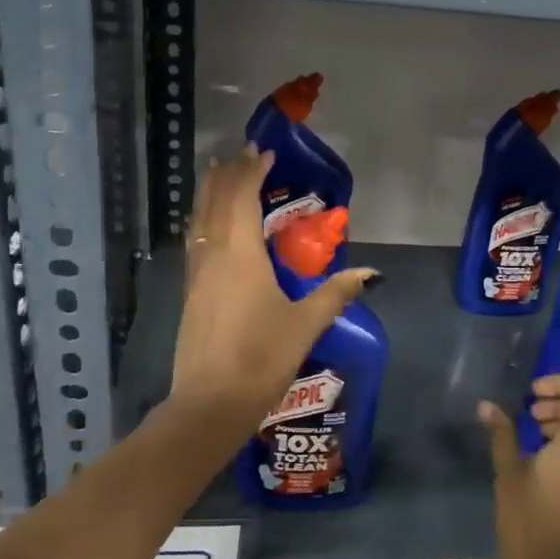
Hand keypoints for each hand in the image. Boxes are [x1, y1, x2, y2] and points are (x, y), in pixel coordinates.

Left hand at [165, 147, 376, 440]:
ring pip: (199, 220)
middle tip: (243, 156)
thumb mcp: (305, 325)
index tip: (265, 153)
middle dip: (227, 175)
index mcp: (240, 254)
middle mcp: (213, 255)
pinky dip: (204, 221)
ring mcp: (196, 275)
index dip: (251, 171)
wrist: (209, 405)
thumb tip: (369, 272)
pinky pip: (195, 241)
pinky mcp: (190, 294)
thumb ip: (336, 293)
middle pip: (214, 201)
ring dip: (210, 195)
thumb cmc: (261, 358)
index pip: (241, 197)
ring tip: (222, 178)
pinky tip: (211, 229)